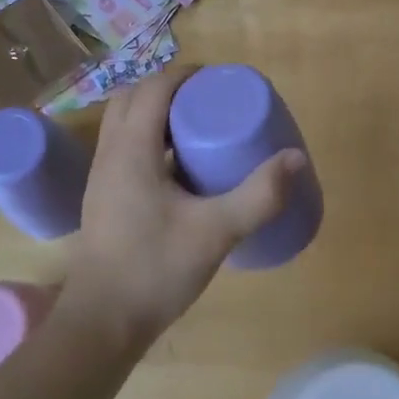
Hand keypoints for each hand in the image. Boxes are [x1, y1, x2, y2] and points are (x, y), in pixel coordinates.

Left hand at [61, 64, 304, 346]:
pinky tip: (179, 169)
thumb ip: (259, 195)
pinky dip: (148, 139)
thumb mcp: (216, 231)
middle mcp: (110, 153)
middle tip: (209, 101)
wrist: (102, 323)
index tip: (220, 80)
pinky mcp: (104, 197)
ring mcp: (102, 176)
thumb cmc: (155, 270)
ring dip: (155, 113)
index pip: (153, 88)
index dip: (186, 75)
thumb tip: (296, 159)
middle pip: (132, 97)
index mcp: (131, 149)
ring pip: (123, 123)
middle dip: (169, 89)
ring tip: (197, 128)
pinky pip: (123, 148)